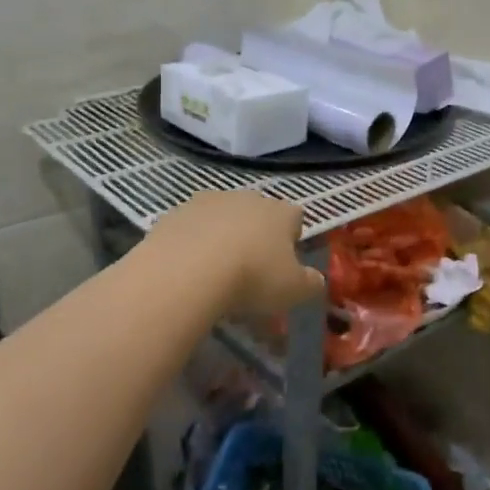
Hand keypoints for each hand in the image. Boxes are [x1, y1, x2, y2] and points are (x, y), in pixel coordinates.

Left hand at [146, 190, 323, 316]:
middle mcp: (247, 198)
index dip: (292, 239)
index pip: (296, 216)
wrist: (186, 272)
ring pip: (222, 219)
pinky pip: (191, 229)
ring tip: (215, 274)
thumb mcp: (293, 291)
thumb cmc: (252, 278)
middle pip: (258, 215)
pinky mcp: (174, 213)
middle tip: (250, 272)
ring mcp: (208, 202)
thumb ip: (310, 283)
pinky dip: (193, 245)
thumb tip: (315, 279)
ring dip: (222, 238)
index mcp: (280, 212)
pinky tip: (189, 271)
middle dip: (256, 237)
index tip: (285, 264)